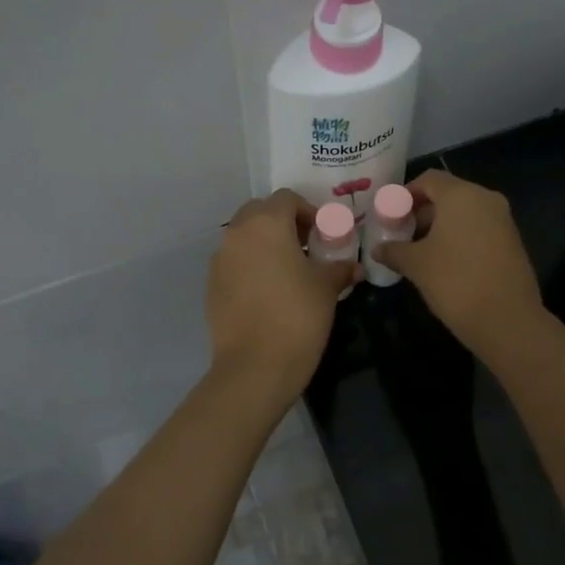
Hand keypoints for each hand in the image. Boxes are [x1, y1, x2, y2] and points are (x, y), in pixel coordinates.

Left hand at [207, 190, 356, 399]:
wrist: (255, 365)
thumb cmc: (298, 316)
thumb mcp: (326, 288)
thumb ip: (339, 268)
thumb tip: (353, 266)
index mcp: (266, 224)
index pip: (287, 199)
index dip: (308, 211)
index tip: (323, 234)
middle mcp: (237, 233)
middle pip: (260, 212)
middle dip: (282, 223)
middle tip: (305, 248)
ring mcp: (219, 259)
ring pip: (244, 237)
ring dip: (265, 244)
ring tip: (288, 271)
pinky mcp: (211, 284)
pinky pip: (233, 262)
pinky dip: (250, 266)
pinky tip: (267, 293)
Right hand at [371, 171, 548, 364]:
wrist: (507, 319)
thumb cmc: (455, 281)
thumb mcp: (417, 265)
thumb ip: (394, 251)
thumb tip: (378, 249)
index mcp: (461, 195)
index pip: (429, 179)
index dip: (406, 193)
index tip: (390, 213)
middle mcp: (486, 199)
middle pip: (448, 194)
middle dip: (422, 211)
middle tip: (402, 233)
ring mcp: (503, 220)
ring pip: (465, 212)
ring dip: (441, 226)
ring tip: (419, 250)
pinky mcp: (512, 241)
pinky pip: (479, 228)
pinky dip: (460, 236)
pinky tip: (445, 261)